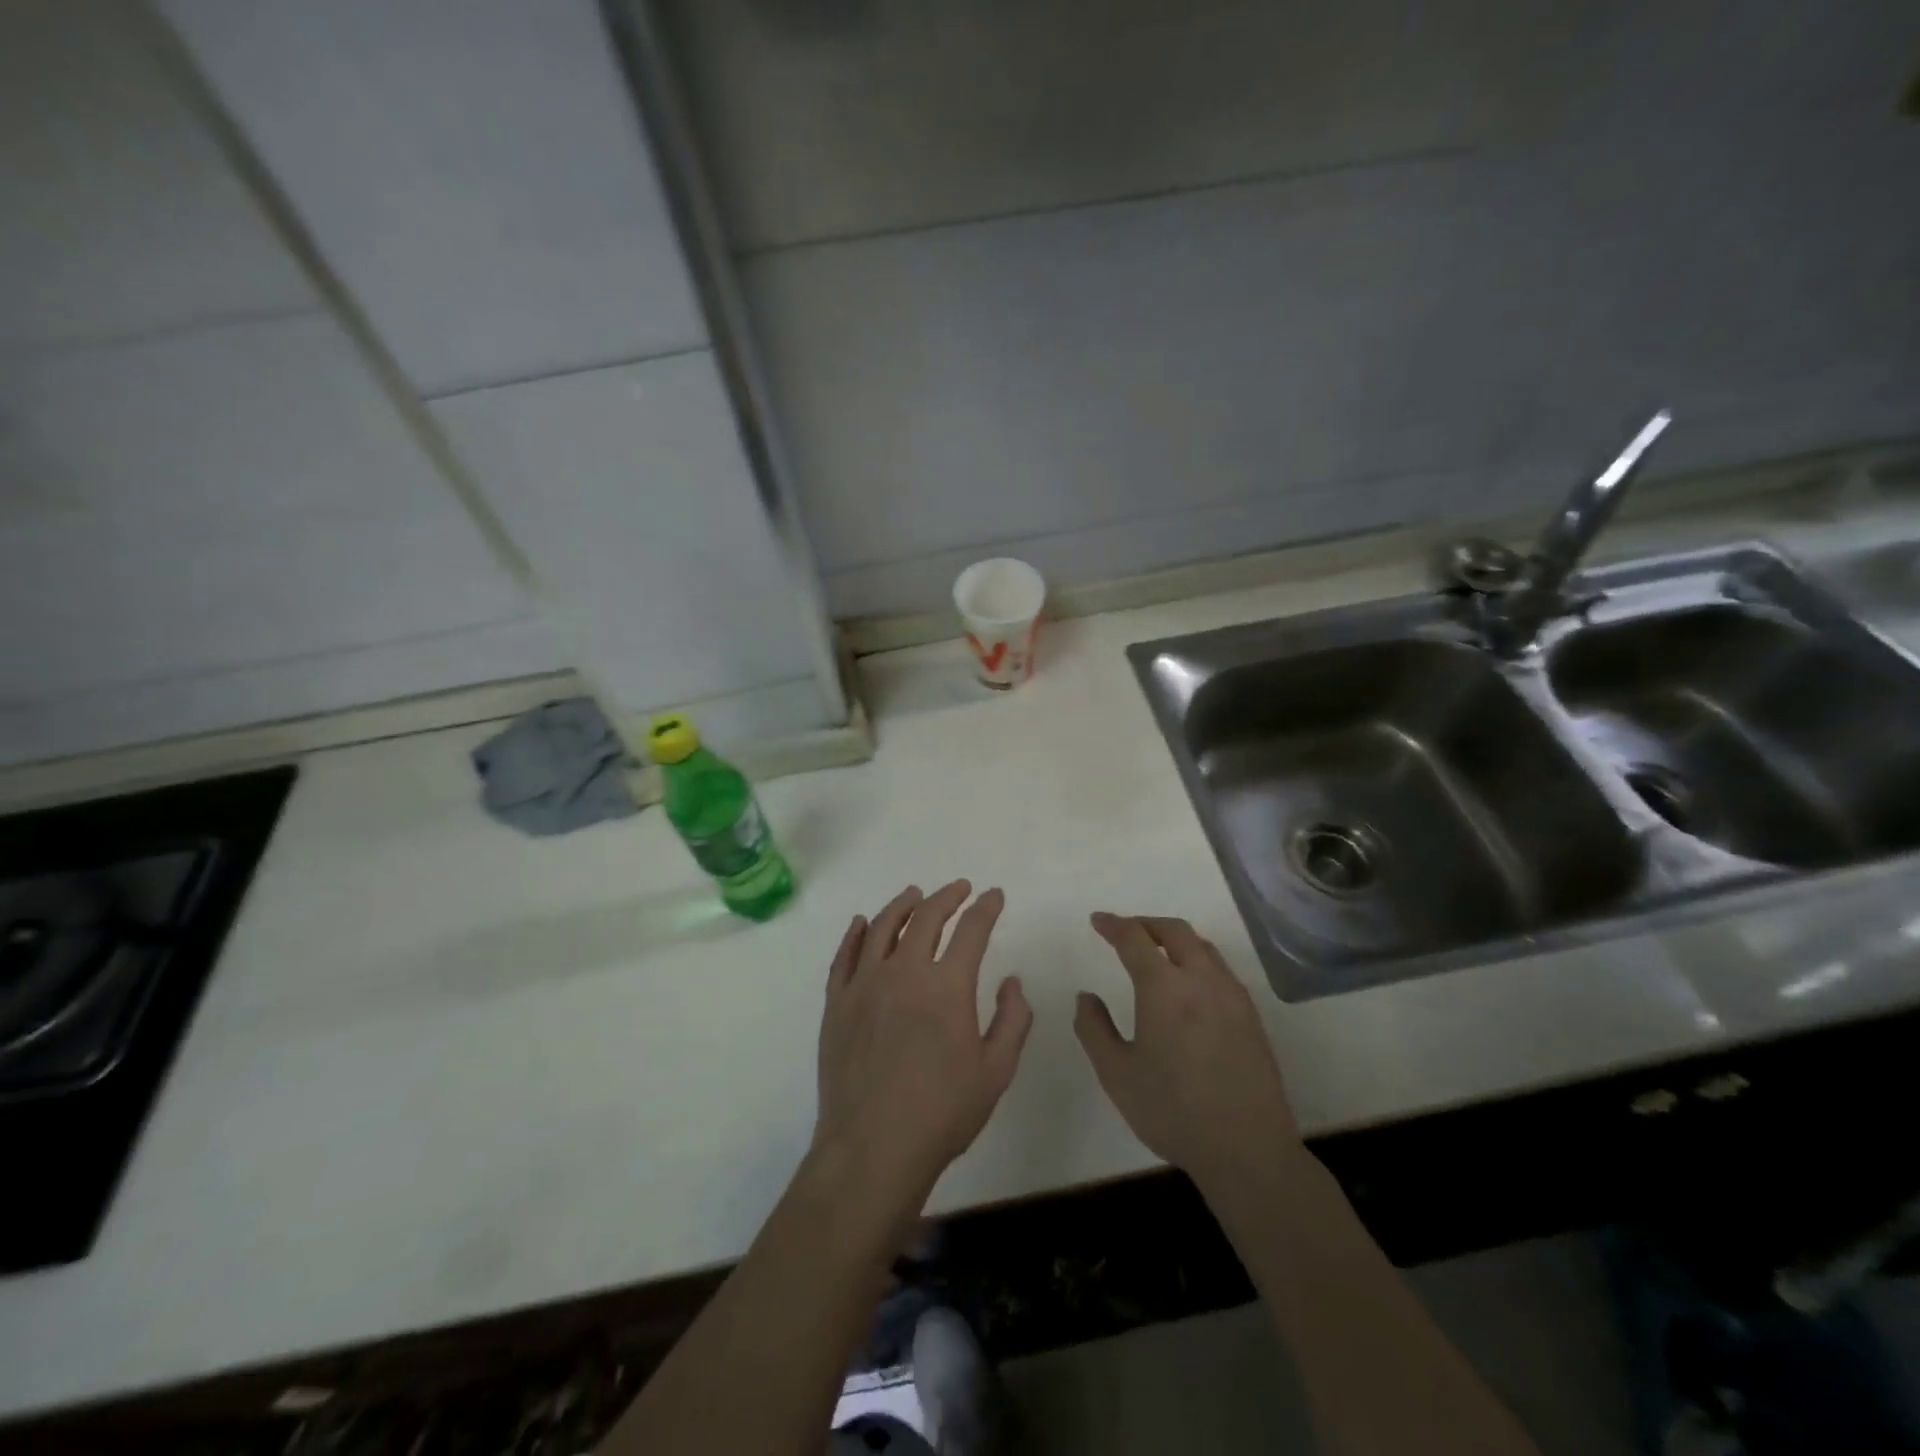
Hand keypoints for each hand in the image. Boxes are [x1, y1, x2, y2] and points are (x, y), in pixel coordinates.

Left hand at [813, 882, 1032, 1208]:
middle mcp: (904, 971)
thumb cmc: (943, 1112)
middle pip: (926, 917)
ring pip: (881, 927)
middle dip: (947, 896)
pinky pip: (844, 956)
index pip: (972, 930)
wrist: (873, 1148)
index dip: (986, 908)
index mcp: (947, 985)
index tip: (994, 896)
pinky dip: (855, 934)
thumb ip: (1013, 1019)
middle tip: (959, 888)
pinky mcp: (837, 1003)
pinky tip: (861, 923)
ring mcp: (865, 984)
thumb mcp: (996, 1070)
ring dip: (902, 905)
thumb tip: (1012, 980)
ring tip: (914, 894)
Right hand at [1075, 913, 1299, 1187]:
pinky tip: (1191, 986)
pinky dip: (1198, 960)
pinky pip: (1221, 970)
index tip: (1098, 921)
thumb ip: (1094, 1028)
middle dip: (1147, 923)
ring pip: (1203, 947)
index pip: (1134, 938)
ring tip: (1158, 952)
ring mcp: (1232, 996)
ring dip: (1176, 939)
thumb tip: (1086, 996)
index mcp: (1163, 987)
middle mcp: (1201, 979)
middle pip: (1175, 931)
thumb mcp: (1116, 1073)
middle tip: (1126, 931)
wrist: (1246, 1149)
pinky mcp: (1251, 1016)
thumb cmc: (1172, 1110)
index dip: (1113, 925)